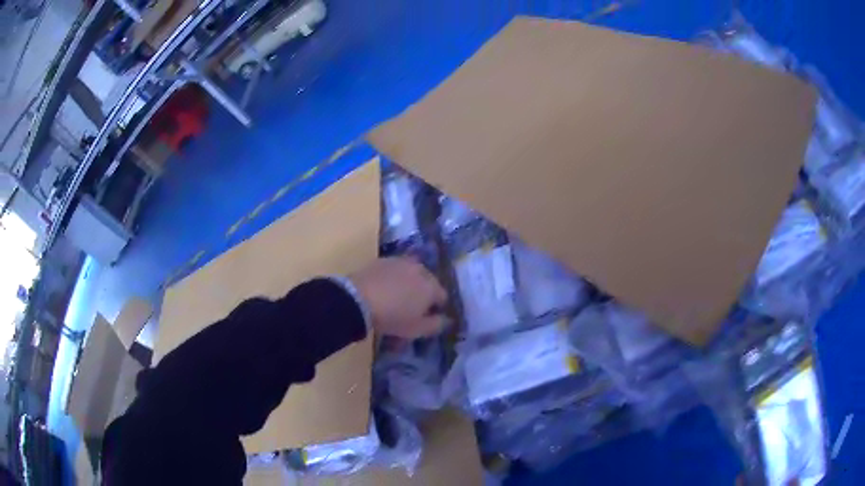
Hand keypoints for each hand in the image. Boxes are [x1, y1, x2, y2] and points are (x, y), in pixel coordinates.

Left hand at [349, 257, 447, 338]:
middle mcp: (420, 270)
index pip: (443, 297)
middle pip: (428, 282)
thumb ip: (436, 325)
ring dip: (409, 282)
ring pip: (412, 273)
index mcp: (431, 287)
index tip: (426, 317)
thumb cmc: (393, 317)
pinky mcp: (384, 260)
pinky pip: (395, 269)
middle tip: (412, 307)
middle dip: (424, 293)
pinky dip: (394, 277)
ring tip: (397, 296)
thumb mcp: (417, 329)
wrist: (358, 299)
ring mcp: (401, 262)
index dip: (436, 308)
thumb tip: (447, 320)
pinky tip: (384, 288)